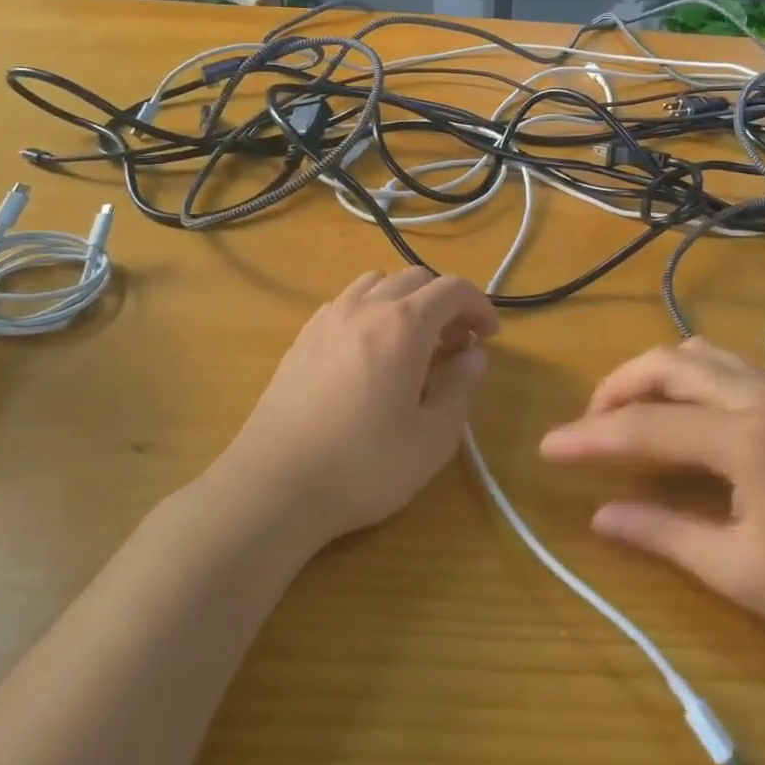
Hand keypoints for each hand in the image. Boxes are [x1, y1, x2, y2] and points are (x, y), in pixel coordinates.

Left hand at [219, 268, 498, 549]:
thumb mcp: (432, 438)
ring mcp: (327, 319)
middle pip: (415, 278)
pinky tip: (371, 351)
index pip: (452, 289)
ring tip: (414, 341)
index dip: (479, 306)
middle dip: (445, 301)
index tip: (489, 336)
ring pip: (376, 283)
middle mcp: (364, 308)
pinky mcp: (302, 338)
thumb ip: (460, 388)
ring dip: (406, 300)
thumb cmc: (364, 466)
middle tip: (457, 342)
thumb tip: (473, 356)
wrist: (274, 486)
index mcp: (403, 325)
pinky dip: (372, 310)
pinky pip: (346, 303)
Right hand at [540, 339, 764, 669]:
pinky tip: (682, 417)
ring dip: (655, 376)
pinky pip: (727, 368)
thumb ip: (663, 534)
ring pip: (700, 355)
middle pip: (669, 365)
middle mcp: (760, 398)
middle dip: (618, 387)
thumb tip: (600, 515)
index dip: (591, 437)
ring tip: (629, 415)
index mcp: (745, 436)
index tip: (548, 447)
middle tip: (588, 426)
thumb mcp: (740, 573)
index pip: (646, 426)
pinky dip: (688, 378)